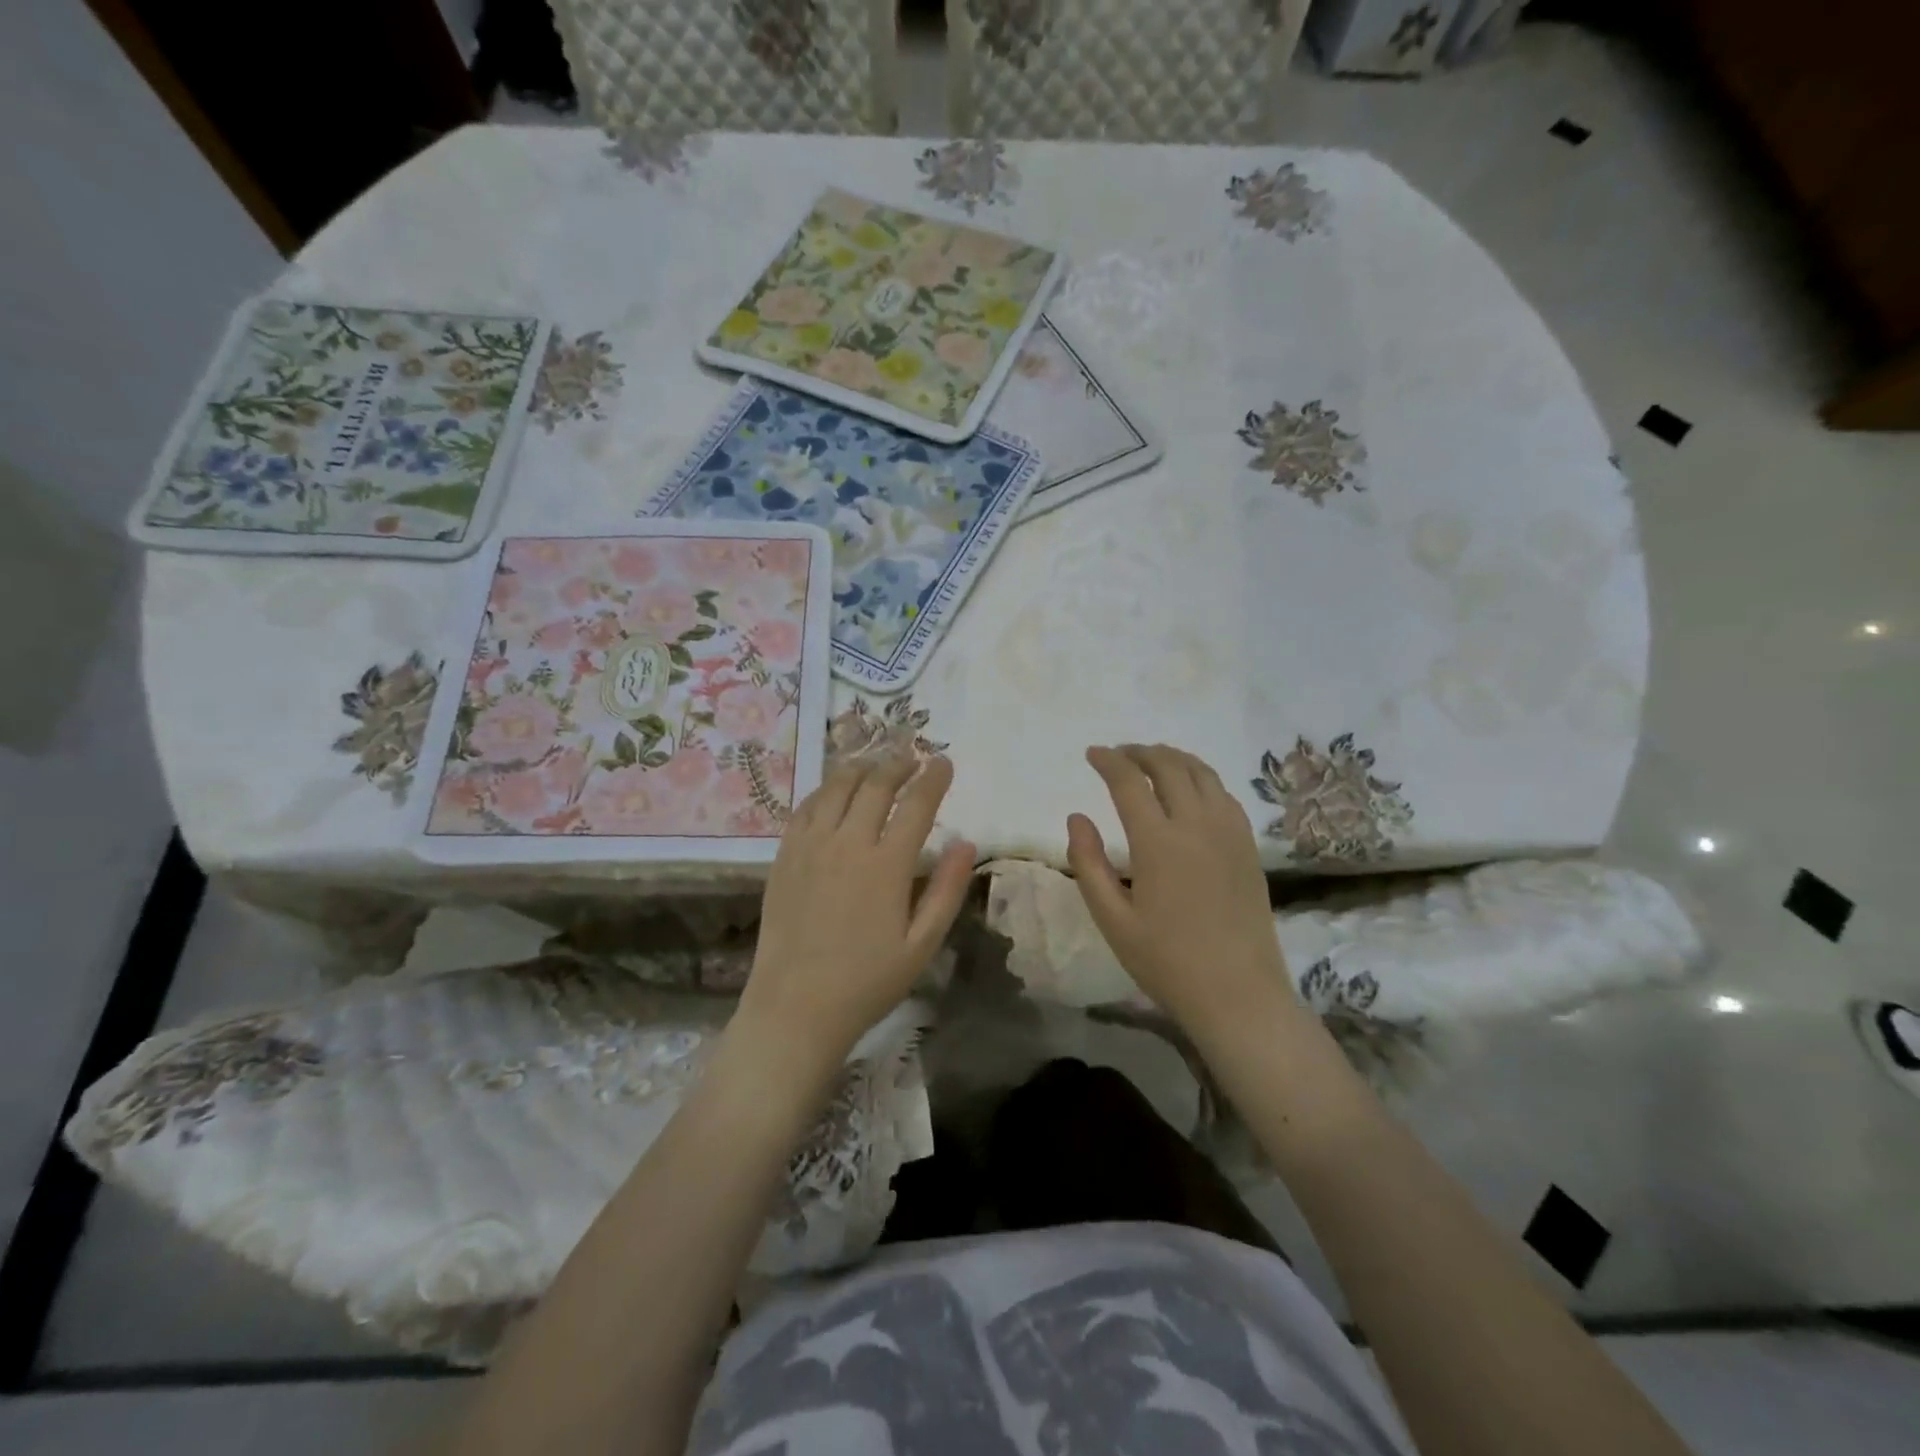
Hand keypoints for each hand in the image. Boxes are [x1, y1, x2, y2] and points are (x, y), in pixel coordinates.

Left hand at [739, 754, 974, 1067]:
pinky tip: (834, 789)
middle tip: (912, 755)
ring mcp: (810, 846)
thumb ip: (947, 890)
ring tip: (876, 761)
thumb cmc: (867, 981)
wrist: (795, 1007)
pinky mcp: (784, 856)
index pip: (916, 805)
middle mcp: (847, 843)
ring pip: (837, 787)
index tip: (944, 762)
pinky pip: (806, 807)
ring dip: (861, 767)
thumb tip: (967, 843)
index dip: (934, 778)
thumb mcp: (922, 945)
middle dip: (898, 763)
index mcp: (887, 865)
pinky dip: (826, 789)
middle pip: (875, 785)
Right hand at [1067, 744, 1296, 1039]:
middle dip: (1139, 752)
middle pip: (1169, 766)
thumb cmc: (1166, 961)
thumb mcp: (1112, 919)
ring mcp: (1229, 832)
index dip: (1108, 761)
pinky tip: (1190, 789)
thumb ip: (1088, 863)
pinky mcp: (1248, 845)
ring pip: (1202, 772)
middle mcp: (1197, 824)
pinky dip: (1200, 777)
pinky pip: (1223, 793)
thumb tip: (1076, 817)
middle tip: (1118, 754)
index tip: (1092, 754)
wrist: (1239, 993)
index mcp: (1158, 842)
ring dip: (1172, 758)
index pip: (1129, 781)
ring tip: (1151, 761)